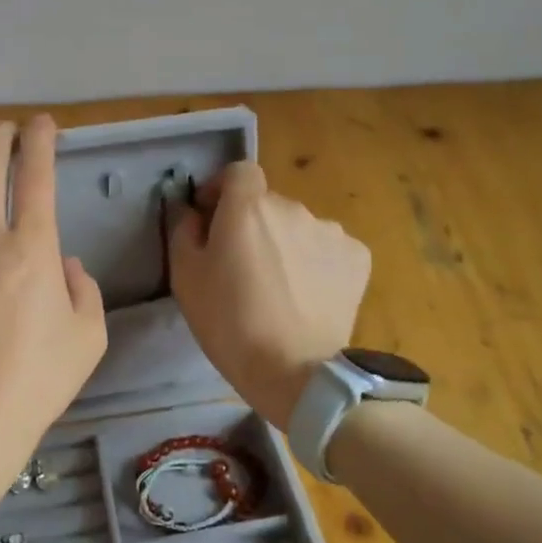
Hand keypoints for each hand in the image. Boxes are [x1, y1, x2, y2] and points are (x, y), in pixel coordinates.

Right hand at [169, 161, 370, 430]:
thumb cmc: (228, 322)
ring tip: (278, 288)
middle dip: (253, 225)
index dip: (223, 189)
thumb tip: (190, 209)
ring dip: (286, 245)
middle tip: (242, 268)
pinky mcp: (357, 258)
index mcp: (248, 207)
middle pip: (268, 204)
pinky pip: (327, 250)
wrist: (294, 371)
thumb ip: (183, 230)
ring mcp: (330, 232)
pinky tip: (307, 297)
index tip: (213, 218)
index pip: (239, 171)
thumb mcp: (185, 277)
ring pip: (298, 228)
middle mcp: (293, 207)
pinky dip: (315, 264)